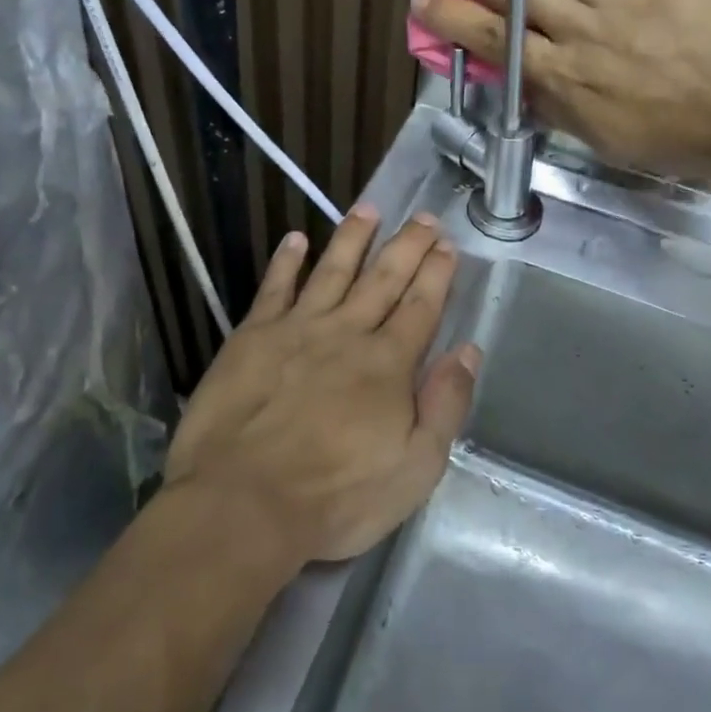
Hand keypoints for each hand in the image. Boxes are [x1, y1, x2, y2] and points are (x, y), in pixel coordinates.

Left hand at [163, 208, 479, 565]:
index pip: (420, 307)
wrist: (242, 503)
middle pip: (383, 279)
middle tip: (423, 217)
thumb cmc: (335, 497)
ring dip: (353, 238)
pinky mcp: (252, 337)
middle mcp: (346, 334)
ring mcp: (296, 330)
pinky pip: (274, 288)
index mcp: (387, 365)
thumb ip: (445, 405)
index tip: (447, 244)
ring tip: (369, 208)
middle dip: (407, 245)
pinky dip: (286, 262)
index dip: (436, 273)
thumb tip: (468, 351)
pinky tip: (295, 240)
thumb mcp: (414, 468)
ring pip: (332, 271)